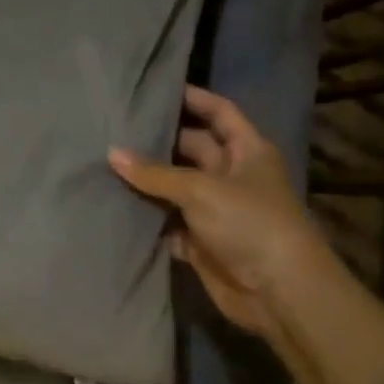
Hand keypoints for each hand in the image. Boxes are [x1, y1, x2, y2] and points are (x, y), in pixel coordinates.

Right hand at [109, 86, 330, 346]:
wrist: (279, 293)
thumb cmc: (249, 224)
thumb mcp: (201, 189)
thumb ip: (154, 172)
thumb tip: (112, 153)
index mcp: (247, 151)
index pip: (220, 112)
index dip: (194, 98)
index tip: (157, 90)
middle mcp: (232, 175)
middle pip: (191, 148)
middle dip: (158, 141)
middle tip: (115, 129)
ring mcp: (216, 210)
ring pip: (175, 187)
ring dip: (147, 181)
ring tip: (104, 162)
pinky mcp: (202, 242)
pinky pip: (168, 223)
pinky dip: (147, 218)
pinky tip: (114, 206)